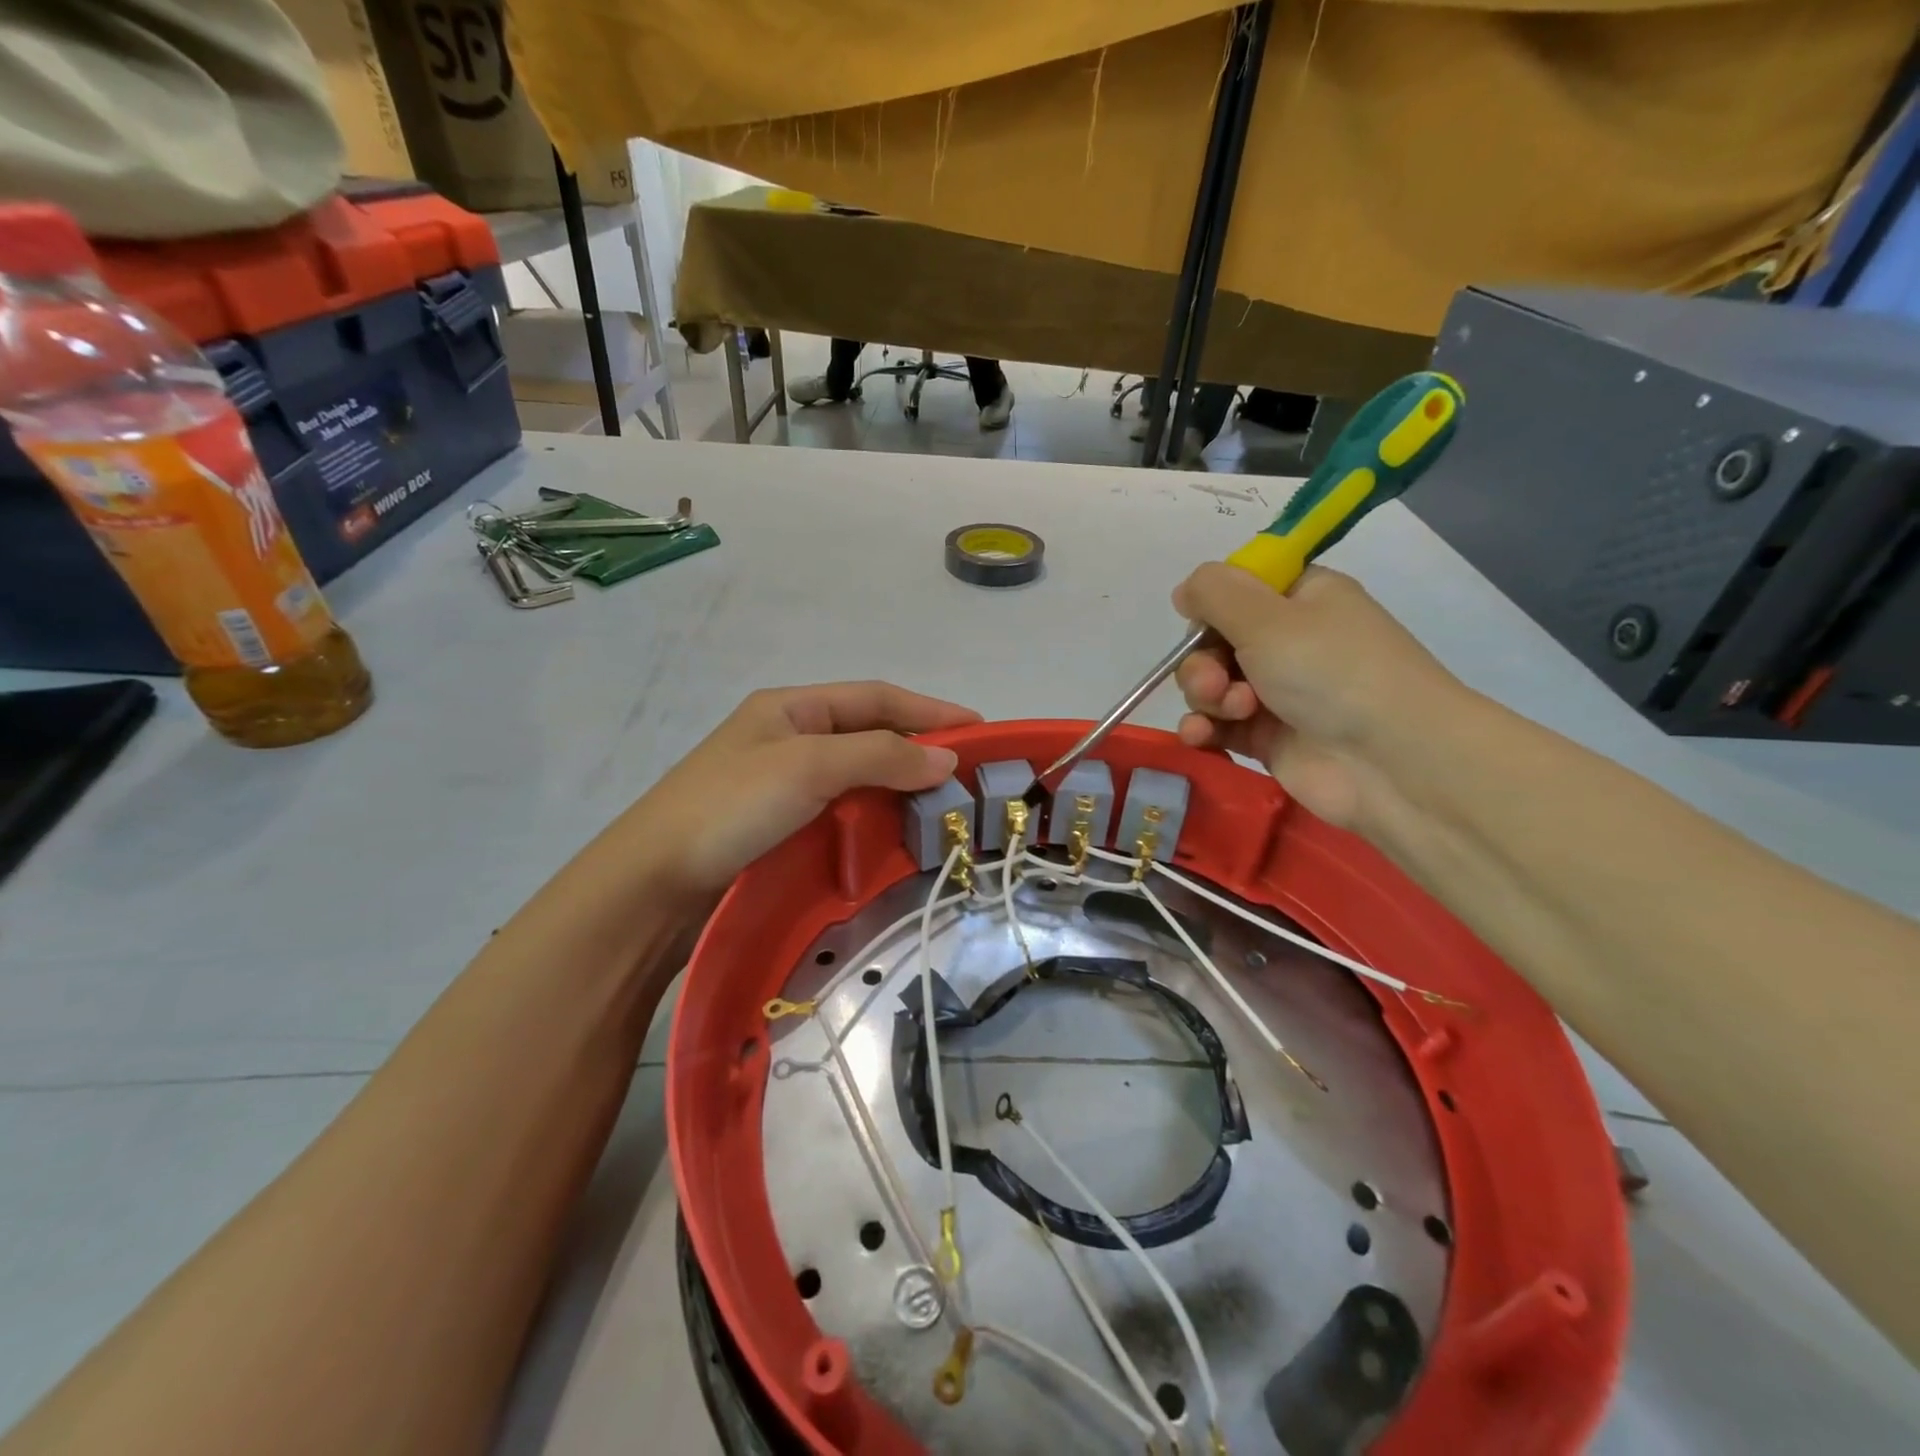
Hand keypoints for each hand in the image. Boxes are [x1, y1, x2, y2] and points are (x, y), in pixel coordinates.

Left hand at [621, 682, 978, 896]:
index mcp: (791, 707)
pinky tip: (897, 830)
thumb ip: (880, 756)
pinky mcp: (780, 825)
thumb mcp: (808, 766)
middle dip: (919, 748)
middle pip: (869, 734)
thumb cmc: (731, 807)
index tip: (978, 730)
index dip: (929, 712)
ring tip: (942, 803)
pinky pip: (842, 809)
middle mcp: (789, 737)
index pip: (875, 698)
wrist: (652, 883)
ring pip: (858, 774)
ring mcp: (782, 783)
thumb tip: (947, 761)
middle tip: (968, 773)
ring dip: (900, 785)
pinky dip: (875, 814)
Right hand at [1171, 563, 1466, 829]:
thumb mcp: (1268, 617)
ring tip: (1229, 713)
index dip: (1212, 607)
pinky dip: (1203, 728)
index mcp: (1300, 599)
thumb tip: (1185, 589)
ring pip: (1212, 685)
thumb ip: (1215, 593)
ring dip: (1205, 697)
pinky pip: (1218, 725)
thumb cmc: (1332, 672)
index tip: (1200, 623)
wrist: (1390, 761)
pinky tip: (1199, 736)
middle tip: (1214, 684)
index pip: (1238, 590)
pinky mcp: (1267, 738)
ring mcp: (1277, 693)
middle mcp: (1289, 642)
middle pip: (1215, 642)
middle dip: (1202, 663)